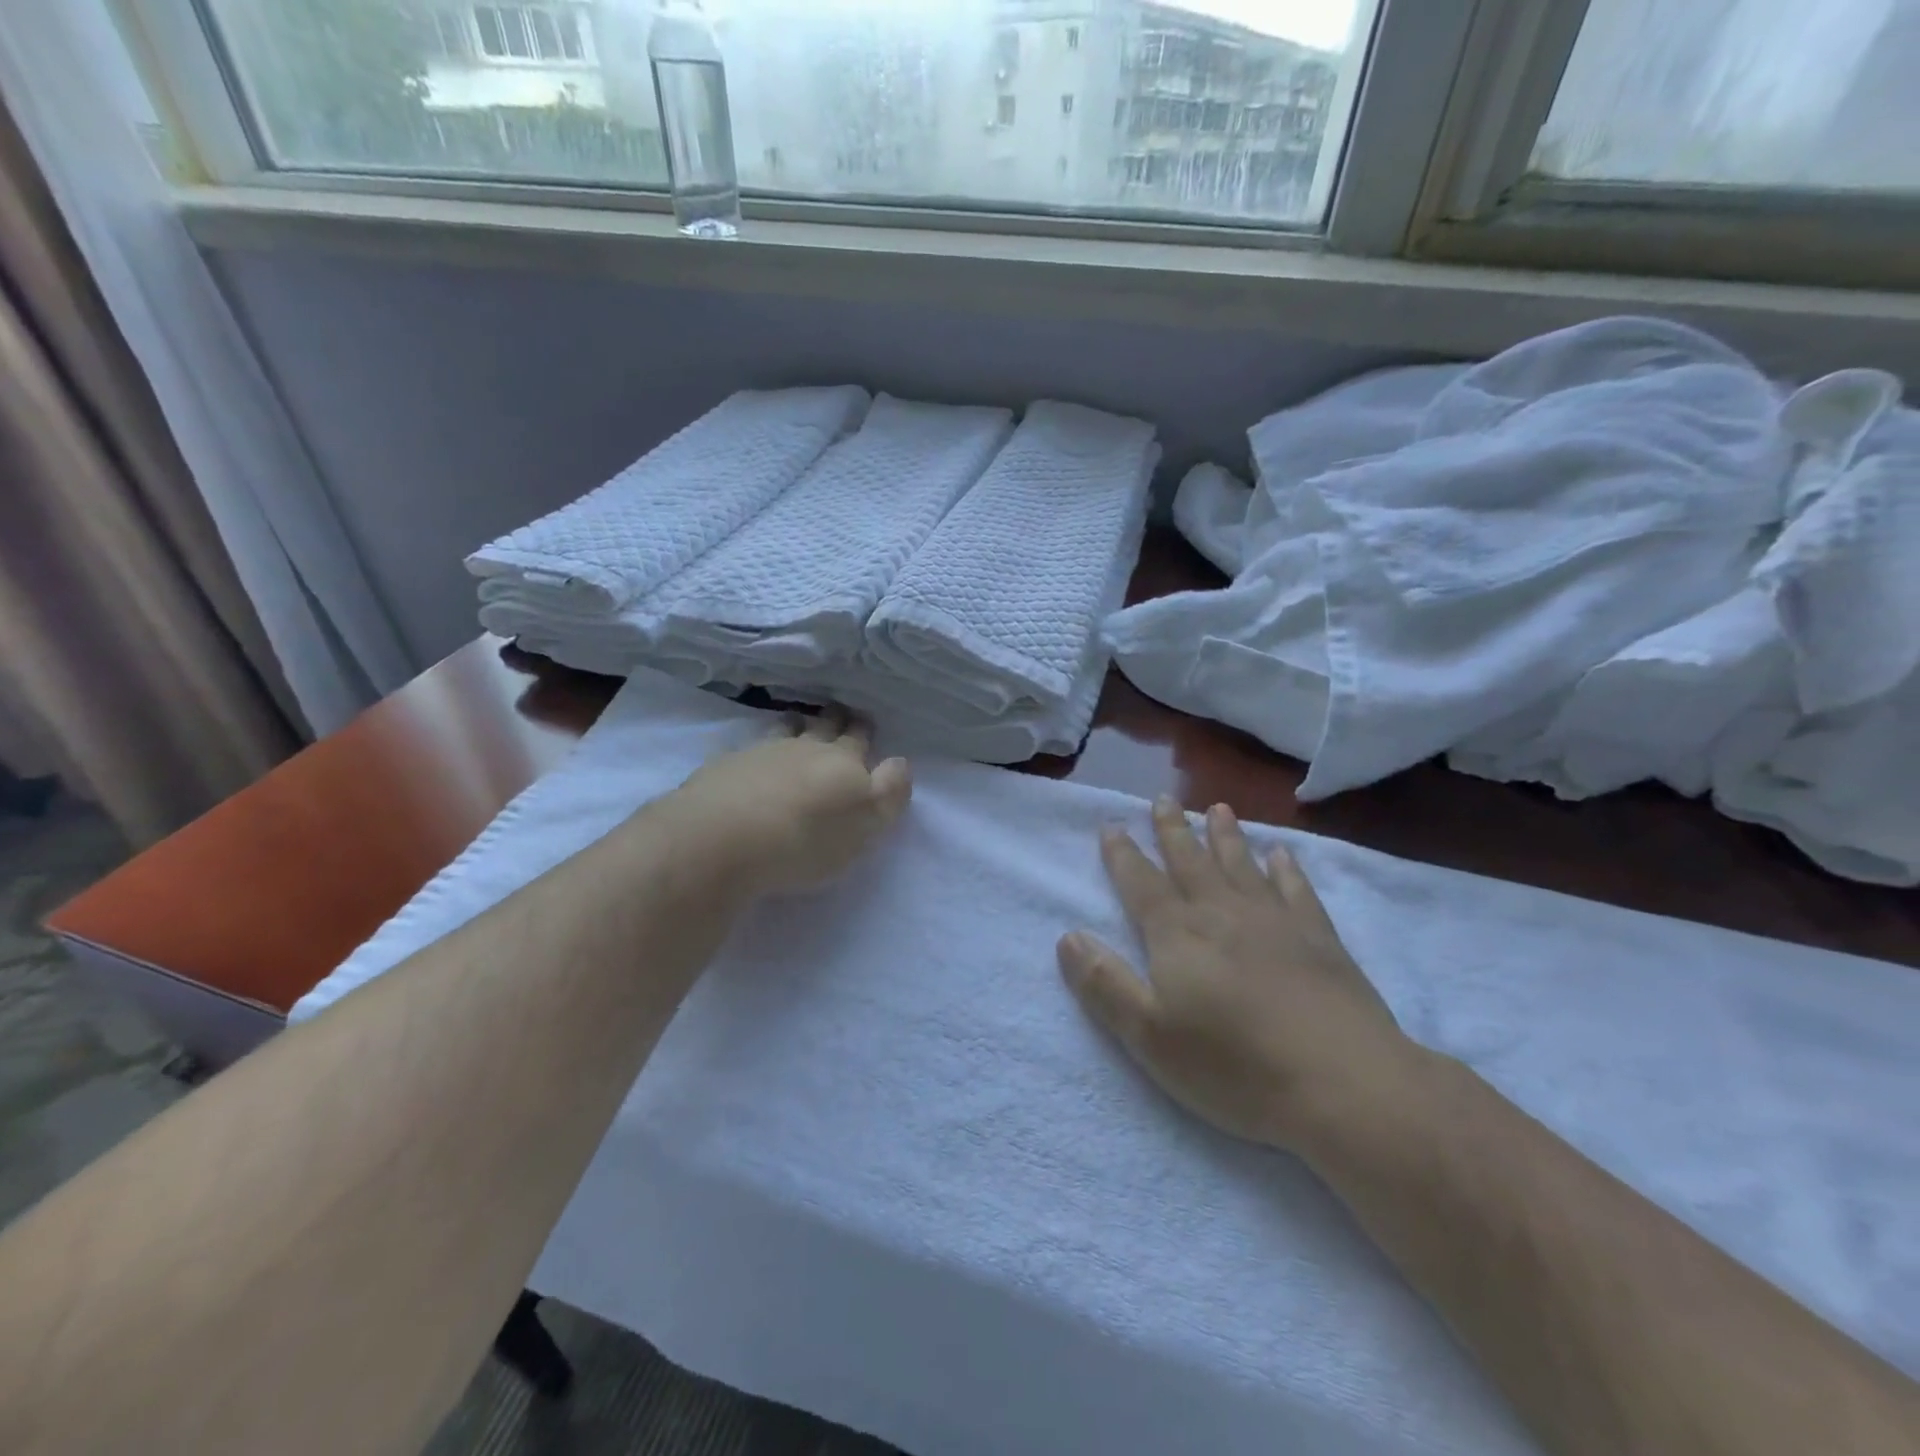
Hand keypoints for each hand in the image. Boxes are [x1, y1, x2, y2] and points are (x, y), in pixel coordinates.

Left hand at [672, 708, 911, 898]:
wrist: (724, 840)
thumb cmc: (807, 839)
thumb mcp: (867, 824)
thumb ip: (889, 793)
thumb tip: (899, 762)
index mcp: (843, 762)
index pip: (858, 738)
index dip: (863, 729)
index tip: (865, 722)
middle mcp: (803, 748)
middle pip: (823, 726)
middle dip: (834, 719)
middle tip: (838, 712)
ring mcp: (760, 752)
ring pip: (785, 729)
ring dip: (795, 724)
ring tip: (797, 722)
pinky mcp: (724, 767)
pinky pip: (749, 748)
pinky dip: (758, 747)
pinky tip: (754, 756)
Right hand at [1058, 796, 1419, 1154]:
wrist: (1343, 1083)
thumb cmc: (1234, 1066)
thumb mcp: (1150, 1036)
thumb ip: (1105, 984)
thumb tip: (1067, 937)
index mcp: (1178, 935)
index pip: (1141, 884)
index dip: (1123, 855)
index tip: (1112, 825)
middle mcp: (1222, 914)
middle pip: (1190, 861)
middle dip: (1172, 830)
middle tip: (1163, 798)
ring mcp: (1275, 922)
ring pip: (1241, 865)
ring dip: (1225, 836)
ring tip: (1218, 808)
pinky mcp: (1320, 939)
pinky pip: (1296, 890)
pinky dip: (1286, 868)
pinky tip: (1282, 854)